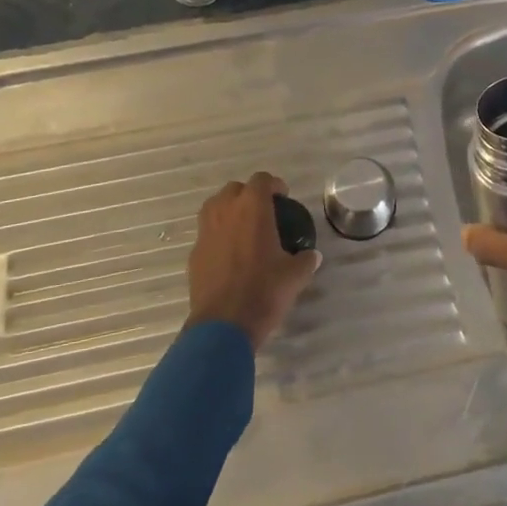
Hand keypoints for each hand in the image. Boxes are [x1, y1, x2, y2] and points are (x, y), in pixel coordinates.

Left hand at [186, 172, 320, 350]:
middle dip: (249, 195)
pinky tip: (229, 255)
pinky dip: (218, 234)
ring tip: (243, 228)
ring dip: (229, 210)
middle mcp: (225, 212)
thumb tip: (312, 256)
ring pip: (215, 207)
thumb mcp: (295, 276)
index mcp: (252, 209)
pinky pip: (207, 232)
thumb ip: (305, 260)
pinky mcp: (194, 253)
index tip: (283, 198)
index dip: (273, 185)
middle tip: (264, 212)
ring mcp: (205, 231)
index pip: (261, 180)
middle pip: (234, 189)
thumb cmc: (263, 291)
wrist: (223, 325)